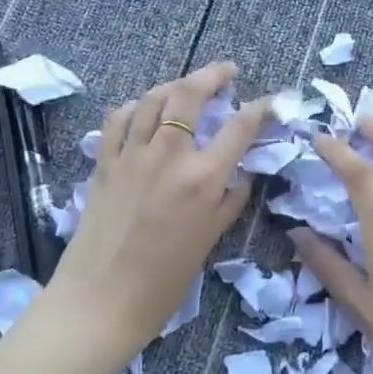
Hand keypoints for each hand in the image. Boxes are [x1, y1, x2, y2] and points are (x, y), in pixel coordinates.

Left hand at [50, 60, 269, 351]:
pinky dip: (135, 107)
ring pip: (153, 99)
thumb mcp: (209, 241)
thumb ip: (229, 202)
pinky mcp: (104, 163)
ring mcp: (132, 155)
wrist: (101, 301)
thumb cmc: (163, 282)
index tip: (272, 100)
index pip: (240, 128)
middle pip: (190, 94)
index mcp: (203, 179)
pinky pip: (119, 119)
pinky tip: (143, 110)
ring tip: (187, 87)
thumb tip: (241, 176)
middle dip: (213, 74)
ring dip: (174, 85)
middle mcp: (168, 156)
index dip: (260, 108)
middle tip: (227, 72)